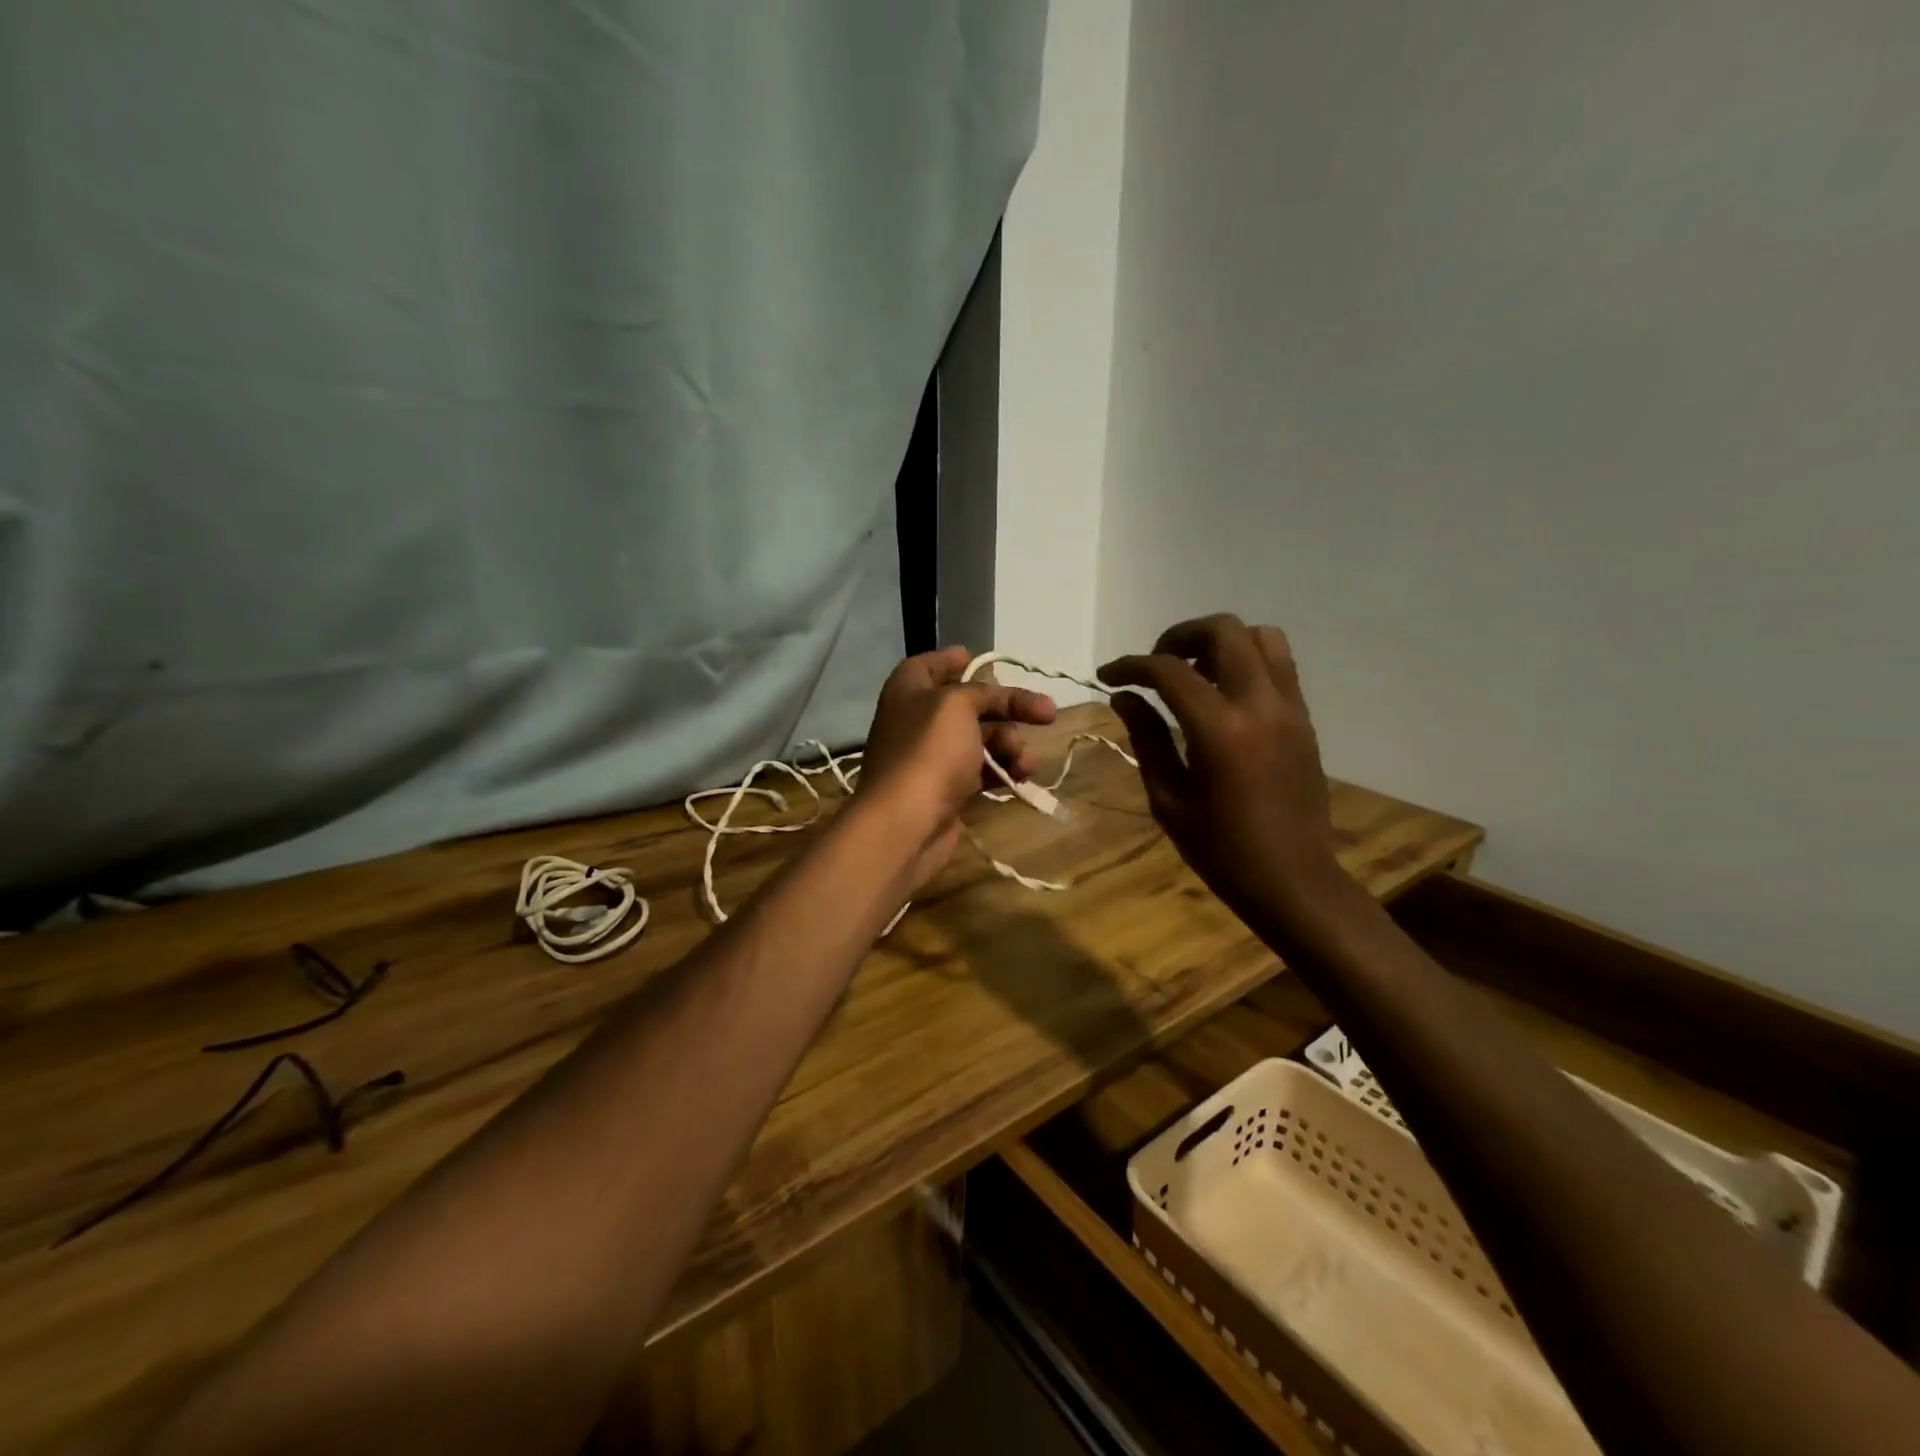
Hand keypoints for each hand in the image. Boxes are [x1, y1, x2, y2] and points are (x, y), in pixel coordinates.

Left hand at [858, 646, 1056, 888]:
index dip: (956, 660)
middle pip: (968, 703)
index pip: (931, 664)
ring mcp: (931, 757)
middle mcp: (917, 719)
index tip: (985, 661)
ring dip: (1010, 744)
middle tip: (1045, 713)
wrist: (906, 822)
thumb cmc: (930, 750)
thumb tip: (996, 695)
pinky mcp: (945, 789)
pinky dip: (1002, 769)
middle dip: (1007, 708)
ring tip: (1025, 759)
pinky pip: (981, 770)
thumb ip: (982, 692)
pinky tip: (1022, 776)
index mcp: (909, 689)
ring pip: (980, 739)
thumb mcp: (958, 704)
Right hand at [1099, 615, 1357, 941]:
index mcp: (1220, 731)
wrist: (1294, 880)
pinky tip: (1222, 694)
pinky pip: (1278, 665)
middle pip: (1224, 631)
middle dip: (1180, 636)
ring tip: (1193, 673)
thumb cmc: (1221, 850)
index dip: (1131, 666)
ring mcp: (1290, 708)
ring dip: (1220, 642)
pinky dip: (1246, 661)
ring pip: (1261, 636)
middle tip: (1155, 666)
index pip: (1169, 671)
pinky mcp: (1305, 718)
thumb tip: (1124, 697)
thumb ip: (1147, 738)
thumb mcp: (1169, 799)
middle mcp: (1261, 705)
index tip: (1108, 676)